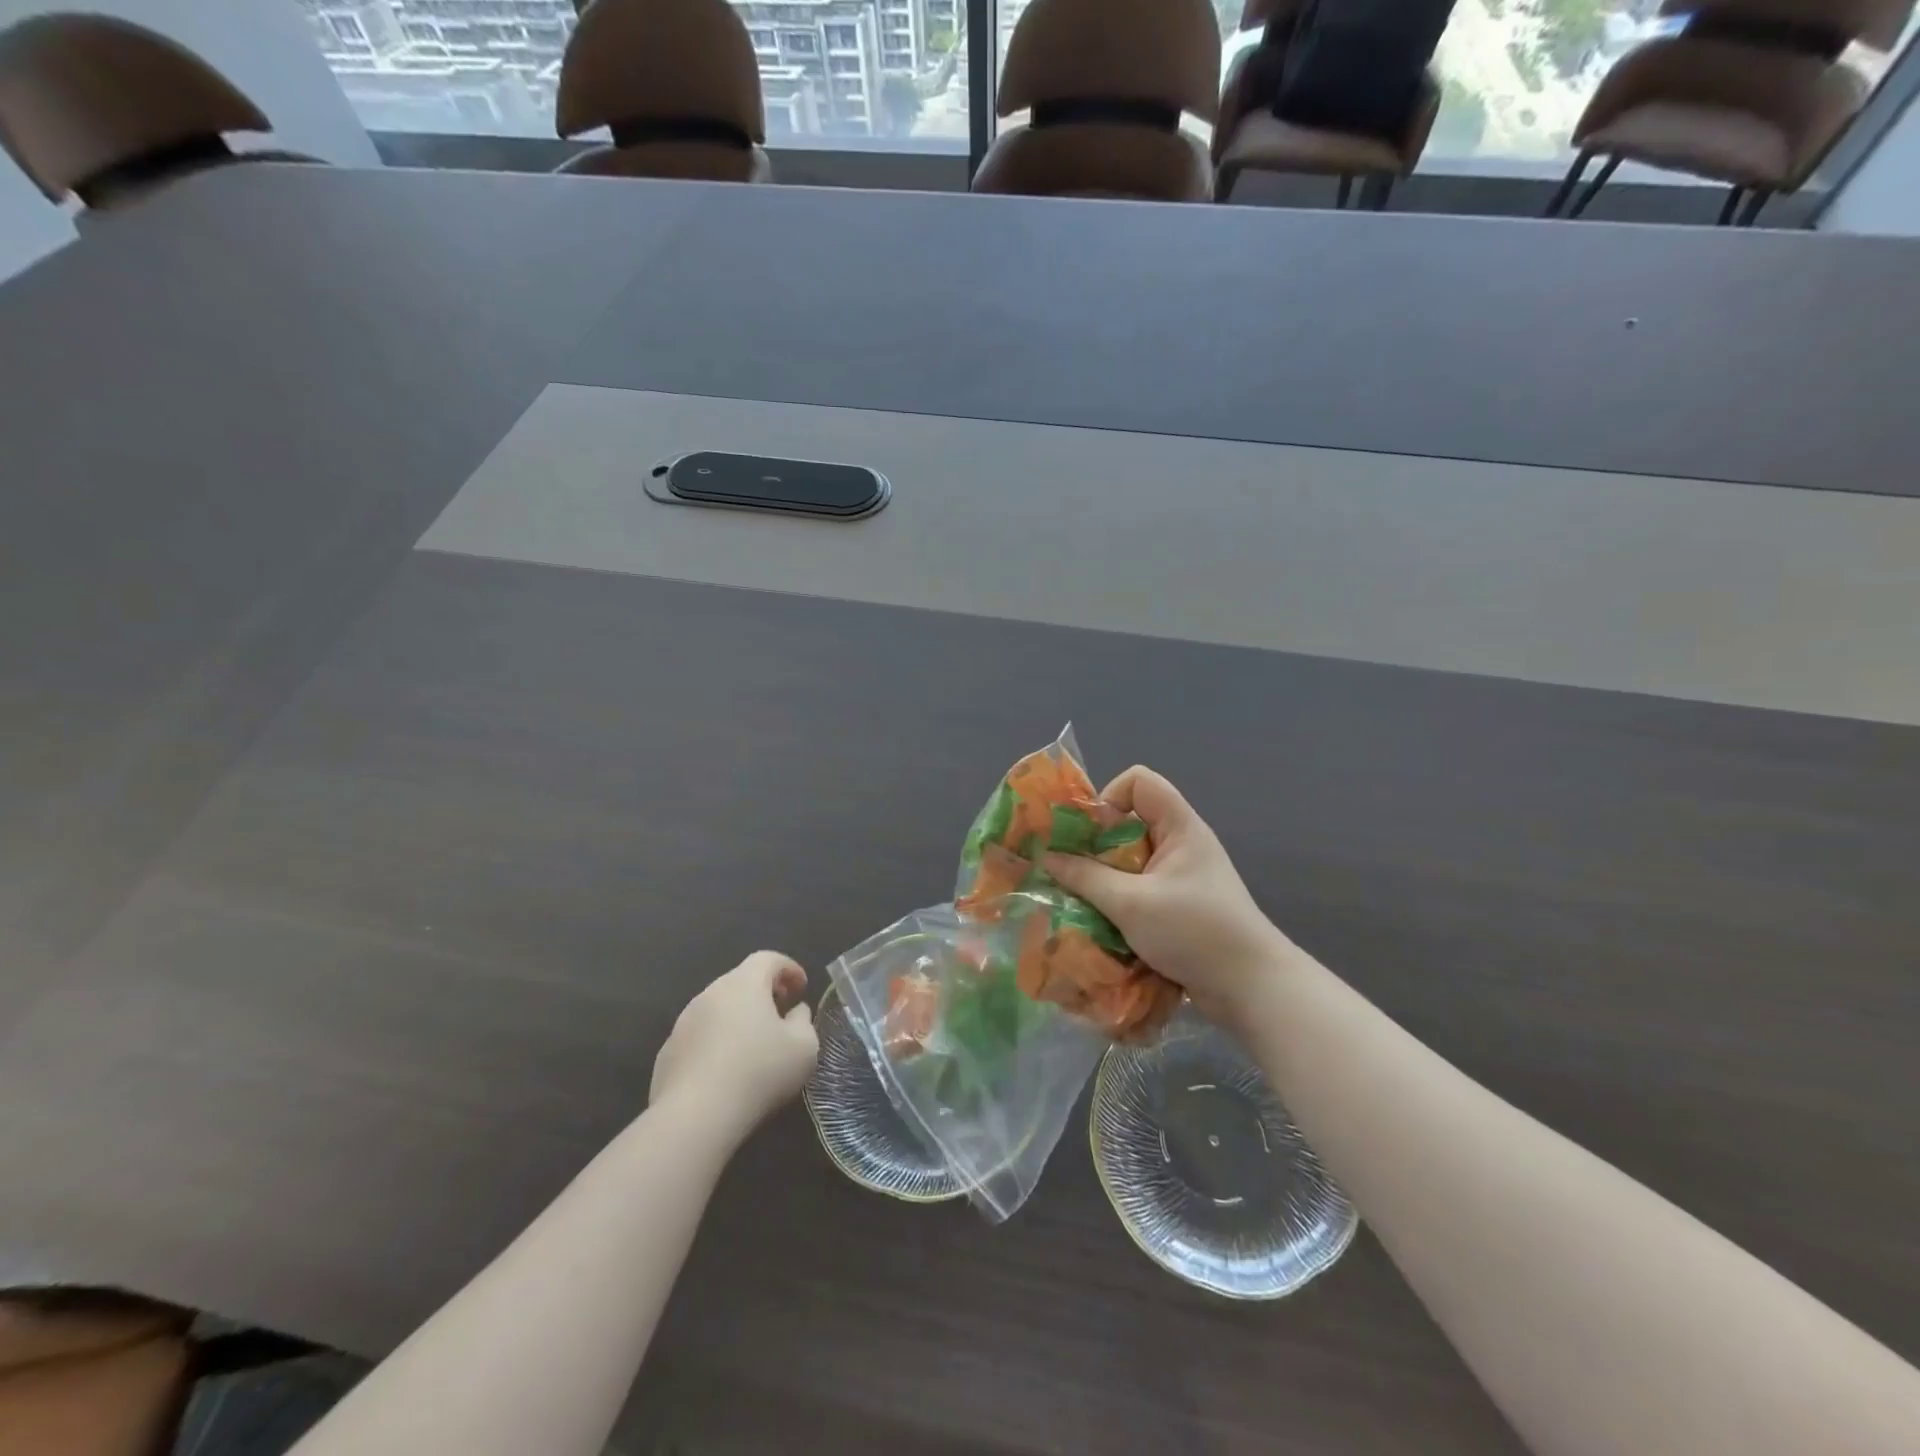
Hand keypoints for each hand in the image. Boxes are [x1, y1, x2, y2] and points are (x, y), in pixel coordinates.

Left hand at [650, 952, 818, 1141]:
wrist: (695, 1117)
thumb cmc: (759, 1072)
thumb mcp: (804, 1047)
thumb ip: (804, 1021)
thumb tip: (795, 1012)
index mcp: (744, 983)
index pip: (768, 959)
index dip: (789, 969)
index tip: (801, 989)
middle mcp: (710, 993)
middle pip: (740, 981)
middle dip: (763, 992)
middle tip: (780, 1014)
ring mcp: (683, 1023)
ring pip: (717, 1008)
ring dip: (738, 1018)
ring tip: (753, 1045)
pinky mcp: (667, 1053)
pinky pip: (699, 1036)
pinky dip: (716, 1042)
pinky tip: (725, 1071)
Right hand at [1045, 767, 1295, 1026]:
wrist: (1251, 988)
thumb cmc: (1193, 931)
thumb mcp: (1130, 903)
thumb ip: (1085, 877)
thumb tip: (1046, 856)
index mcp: (1179, 826)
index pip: (1138, 781)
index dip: (1109, 798)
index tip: (1091, 835)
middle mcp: (1180, 843)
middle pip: (1129, 822)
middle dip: (1096, 845)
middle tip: (1073, 871)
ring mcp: (1181, 876)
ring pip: (1130, 860)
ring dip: (1103, 877)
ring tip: (1082, 900)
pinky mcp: (1179, 906)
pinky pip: (1139, 888)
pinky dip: (1118, 899)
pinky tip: (1102, 923)